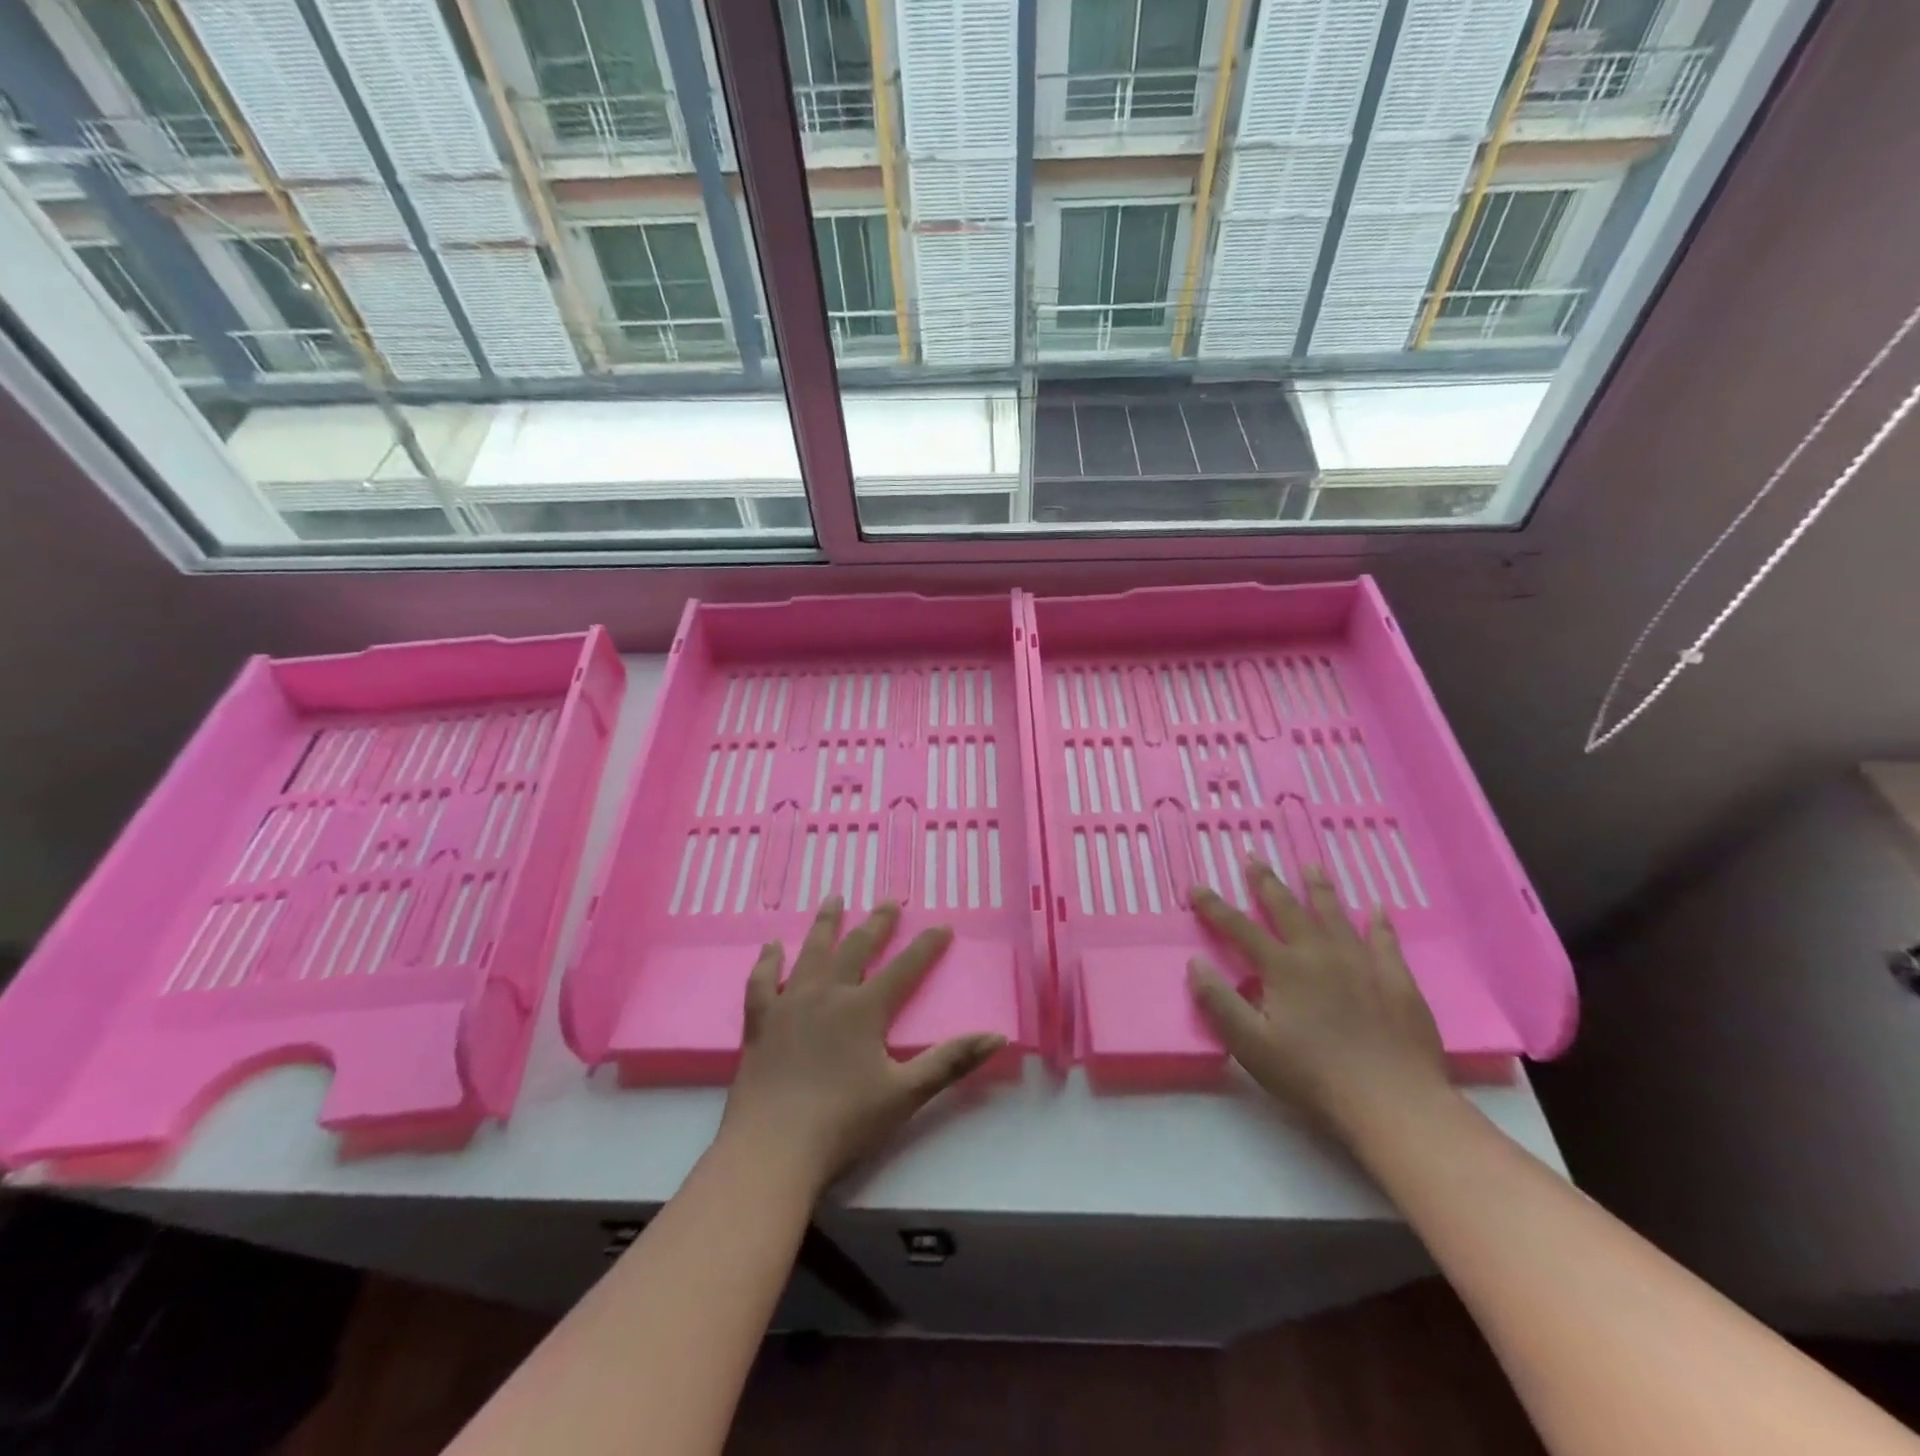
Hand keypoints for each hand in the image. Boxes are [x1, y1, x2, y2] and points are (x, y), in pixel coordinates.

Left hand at [717, 897, 1006, 1197]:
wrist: (772, 1149)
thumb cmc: (843, 1122)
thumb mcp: (906, 1094)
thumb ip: (951, 1061)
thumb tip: (998, 1036)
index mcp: (864, 1009)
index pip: (904, 968)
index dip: (926, 947)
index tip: (942, 925)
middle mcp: (828, 994)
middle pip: (857, 948)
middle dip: (877, 923)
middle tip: (889, 900)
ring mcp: (790, 1004)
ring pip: (812, 952)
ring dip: (826, 924)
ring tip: (833, 899)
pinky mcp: (760, 1022)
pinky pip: (762, 981)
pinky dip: (767, 961)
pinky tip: (772, 946)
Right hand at [1187, 861, 1450, 1136]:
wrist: (1393, 1101)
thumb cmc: (1313, 1075)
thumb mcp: (1251, 1045)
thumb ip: (1219, 1002)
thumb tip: (1194, 962)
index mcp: (1282, 968)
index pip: (1240, 928)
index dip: (1215, 907)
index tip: (1196, 887)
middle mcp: (1319, 953)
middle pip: (1288, 909)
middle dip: (1266, 882)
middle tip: (1254, 856)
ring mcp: (1362, 963)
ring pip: (1335, 915)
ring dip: (1319, 889)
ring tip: (1311, 866)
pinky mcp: (1396, 980)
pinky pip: (1386, 940)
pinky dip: (1379, 922)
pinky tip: (1377, 908)